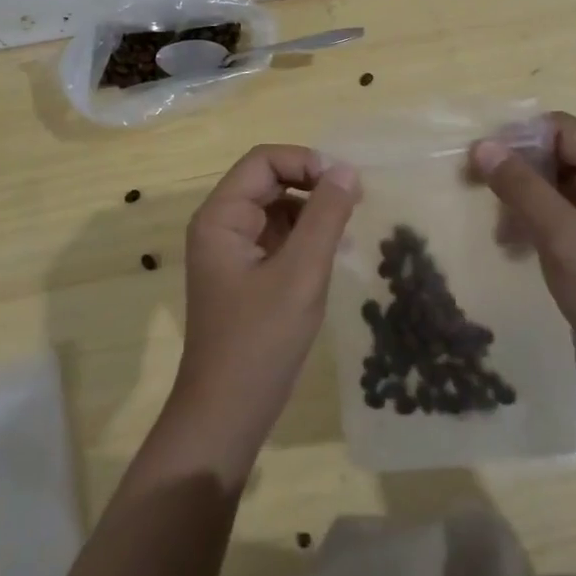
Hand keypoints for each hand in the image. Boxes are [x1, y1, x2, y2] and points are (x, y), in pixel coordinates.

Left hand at [171, 145, 360, 460]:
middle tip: (354, 203)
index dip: (305, 161)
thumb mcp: (301, 274)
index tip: (345, 183)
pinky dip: (306, 236)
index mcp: (221, 216)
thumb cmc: (260, 341)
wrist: (227, 415)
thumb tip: (346, 170)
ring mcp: (232, 250)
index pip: (264, 160)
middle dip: (311, 184)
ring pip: (276, 208)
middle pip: (269, 180)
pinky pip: (278, 236)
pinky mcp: (245, 274)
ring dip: (312, 210)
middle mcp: (221, 225)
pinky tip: (333, 252)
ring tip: (348, 229)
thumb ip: (325, 217)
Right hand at [472, 112, 575, 373]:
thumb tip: (481, 146)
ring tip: (496, 225)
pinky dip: (528, 219)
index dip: (518, 138)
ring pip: (548, 182)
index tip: (477, 157)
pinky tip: (509, 243)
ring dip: (518, 197)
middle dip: (514, 169)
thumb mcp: (564, 237)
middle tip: (471, 184)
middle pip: (554, 153)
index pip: (561, 130)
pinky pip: (552, 210)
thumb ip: (522, 188)